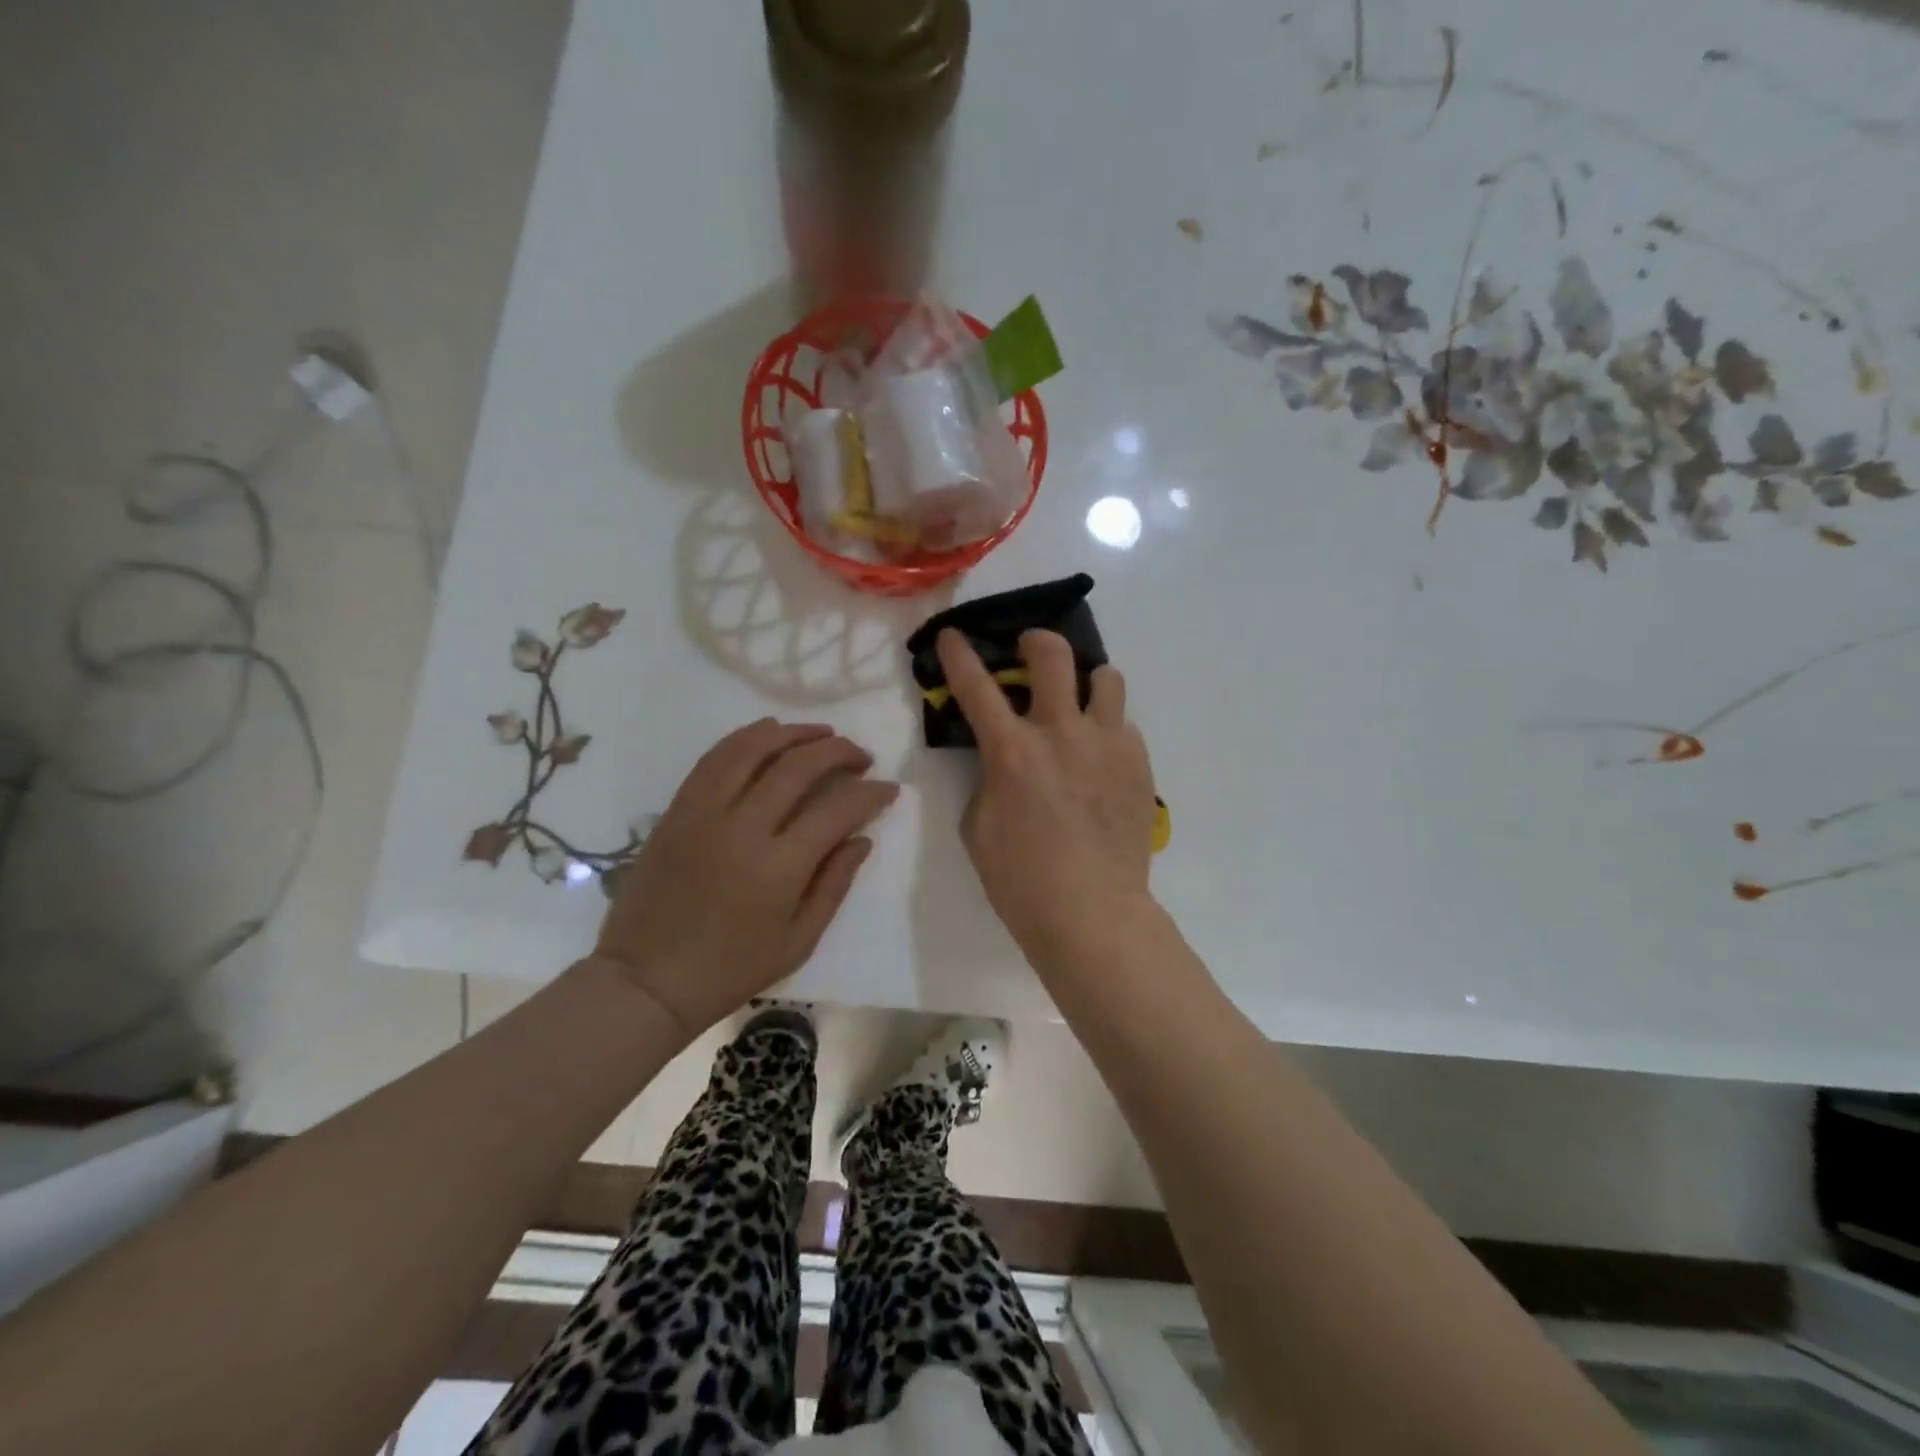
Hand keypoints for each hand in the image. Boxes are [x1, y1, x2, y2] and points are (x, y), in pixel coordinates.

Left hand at [594, 719, 897, 1035]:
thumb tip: (862, 838)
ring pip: (753, 749)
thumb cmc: (730, 969)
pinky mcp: (677, 809)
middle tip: (861, 756)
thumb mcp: (798, 941)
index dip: (870, 793)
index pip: (837, 810)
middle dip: (838, 752)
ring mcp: (704, 813)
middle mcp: (742, 828)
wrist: (646, 979)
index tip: (889, 788)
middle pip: (798, 767)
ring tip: (821, 734)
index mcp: (779, 868)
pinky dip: (746, 738)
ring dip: (794, 733)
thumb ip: (834, 884)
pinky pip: (714, 759)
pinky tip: (769, 734)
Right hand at [936, 628, 1158, 971]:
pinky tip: (1099, 760)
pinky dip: (1107, 731)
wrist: (1092, 913)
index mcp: (1012, 751)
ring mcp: (1107, 744)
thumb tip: (1005, 760)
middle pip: (1053, 654)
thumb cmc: (1022, 879)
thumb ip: (989, 779)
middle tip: (1029, 652)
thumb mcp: (979, 827)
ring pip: (1106, 677)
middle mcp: (1062, 733)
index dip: (959, 654)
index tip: (953, 635)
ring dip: (1085, 683)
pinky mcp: (1139, 763)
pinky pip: (1124, 725)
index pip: (976, 686)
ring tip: (1078, 705)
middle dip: (1035, 642)